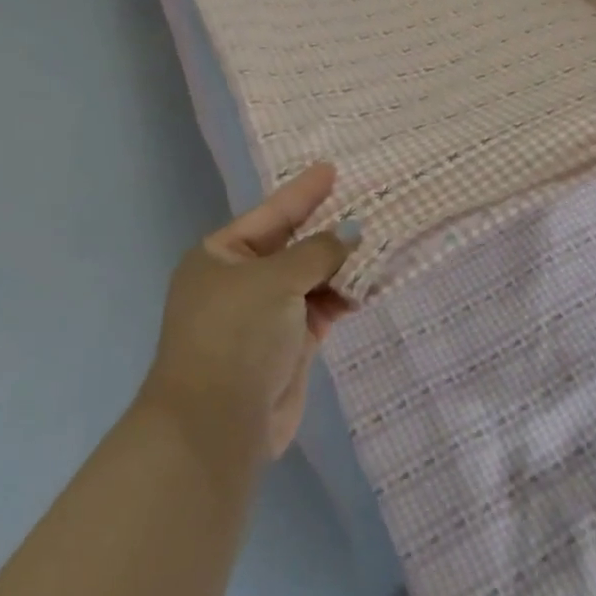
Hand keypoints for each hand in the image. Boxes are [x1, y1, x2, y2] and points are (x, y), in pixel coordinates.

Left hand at [142, 163, 356, 461]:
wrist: (216, 426)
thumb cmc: (237, 334)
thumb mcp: (277, 279)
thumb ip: (318, 251)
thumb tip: (351, 232)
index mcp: (220, 256)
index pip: (270, 214)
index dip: (302, 193)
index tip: (331, 169)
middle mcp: (239, 282)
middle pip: (291, 245)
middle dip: (327, 229)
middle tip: (367, 204)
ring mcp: (262, 316)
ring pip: (309, 279)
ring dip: (340, 265)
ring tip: (379, 241)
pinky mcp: (285, 347)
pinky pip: (318, 309)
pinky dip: (341, 297)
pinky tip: (369, 283)